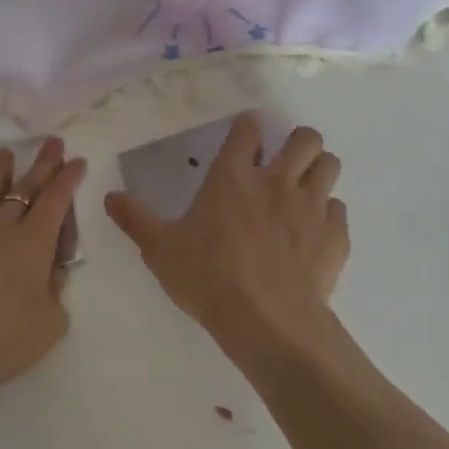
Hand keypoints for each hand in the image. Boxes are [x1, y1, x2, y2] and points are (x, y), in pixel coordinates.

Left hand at [0, 139, 85, 382]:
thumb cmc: (7, 335)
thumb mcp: (50, 320)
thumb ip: (55, 289)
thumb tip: (51, 270)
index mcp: (33, 241)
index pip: (55, 200)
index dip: (67, 178)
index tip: (77, 160)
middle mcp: (2, 228)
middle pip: (25, 188)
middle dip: (42, 164)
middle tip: (52, 142)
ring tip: (5, 153)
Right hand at [105, 112, 348, 361]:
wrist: (267, 321)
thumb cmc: (208, 278)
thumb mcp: (160, 249)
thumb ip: (135, 219)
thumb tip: (109, 196)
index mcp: (232, 177)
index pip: (247, 130)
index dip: (248, 126)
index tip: (246, 132)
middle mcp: (276, 181)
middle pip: (305, 138)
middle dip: (297, 141)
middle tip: (283, 159)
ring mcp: (311, 206)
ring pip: (330, 164)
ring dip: (318, 169)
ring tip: (304, 187)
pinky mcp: (334, 235)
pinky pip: (339, 209)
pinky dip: (328, 213)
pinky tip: (314, 231)